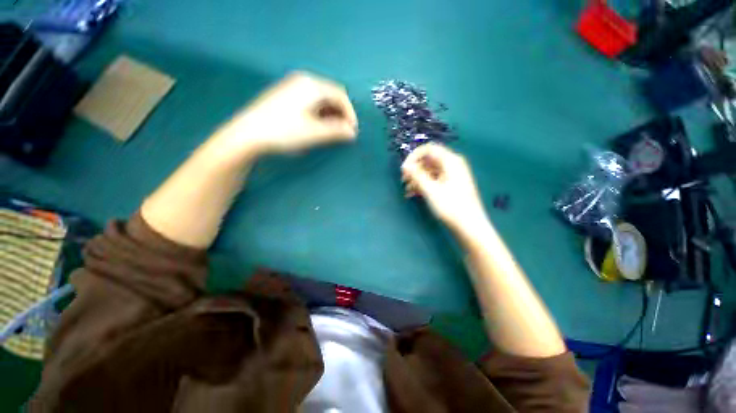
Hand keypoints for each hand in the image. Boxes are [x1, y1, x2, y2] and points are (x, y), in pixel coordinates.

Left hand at [215, 71, 357, 155]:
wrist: (248, 134)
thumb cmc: (285, 131)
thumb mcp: (315, 133)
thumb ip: (337, 131)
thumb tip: (352, 132)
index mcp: (312, 85)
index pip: (340, 96)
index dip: (350, 114)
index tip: (352, 131)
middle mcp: (303, 81)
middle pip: (331, 95)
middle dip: (340, 114)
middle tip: (343, 132)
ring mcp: (292, 86)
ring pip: (320, 98)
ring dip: (330, 114)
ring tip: (332, 131)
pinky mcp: (284, 95)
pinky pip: (310, 101)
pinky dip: (319, 113)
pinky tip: (316, 125)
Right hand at [401, 144, 487, 231]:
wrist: (469, 227)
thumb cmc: (450, 207)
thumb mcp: (430, 190)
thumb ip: (417, 175)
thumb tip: (405, 165)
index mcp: (450, 161)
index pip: (428, 149)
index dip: (413, 156)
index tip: (404, 169)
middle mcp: (452, 165)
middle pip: (428, 160)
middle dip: (414, 169)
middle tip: (403, 180)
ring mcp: (451, 176)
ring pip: (429, 171)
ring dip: (417, 178)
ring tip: (407, 190)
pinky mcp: (450, 186)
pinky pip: (433, 180)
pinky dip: (423, 185)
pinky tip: (413, 194)